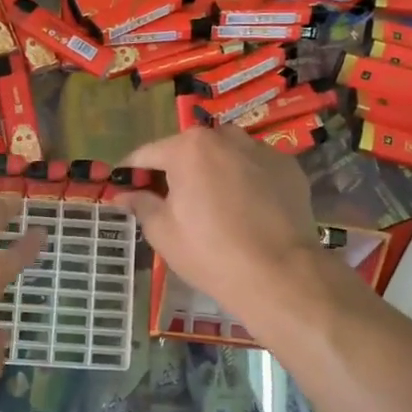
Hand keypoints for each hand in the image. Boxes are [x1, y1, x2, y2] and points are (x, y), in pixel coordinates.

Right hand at [117, 126, 323, 323]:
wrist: (279, 274)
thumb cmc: (210, 252)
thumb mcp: (163, 232)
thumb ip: (141, 204)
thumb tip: (123, 194)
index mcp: (188, 148)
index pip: (147, 154)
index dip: (132, 172)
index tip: (123, 187)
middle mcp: (225, 137)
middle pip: (189, 150)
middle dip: (176, 171)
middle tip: (171, 203)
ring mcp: (261, 150)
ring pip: (225, 155)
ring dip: (213, 172)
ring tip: (213, 206)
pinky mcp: (288, 168)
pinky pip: (255, 168)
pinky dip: (245, 181)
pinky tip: (247, 211)